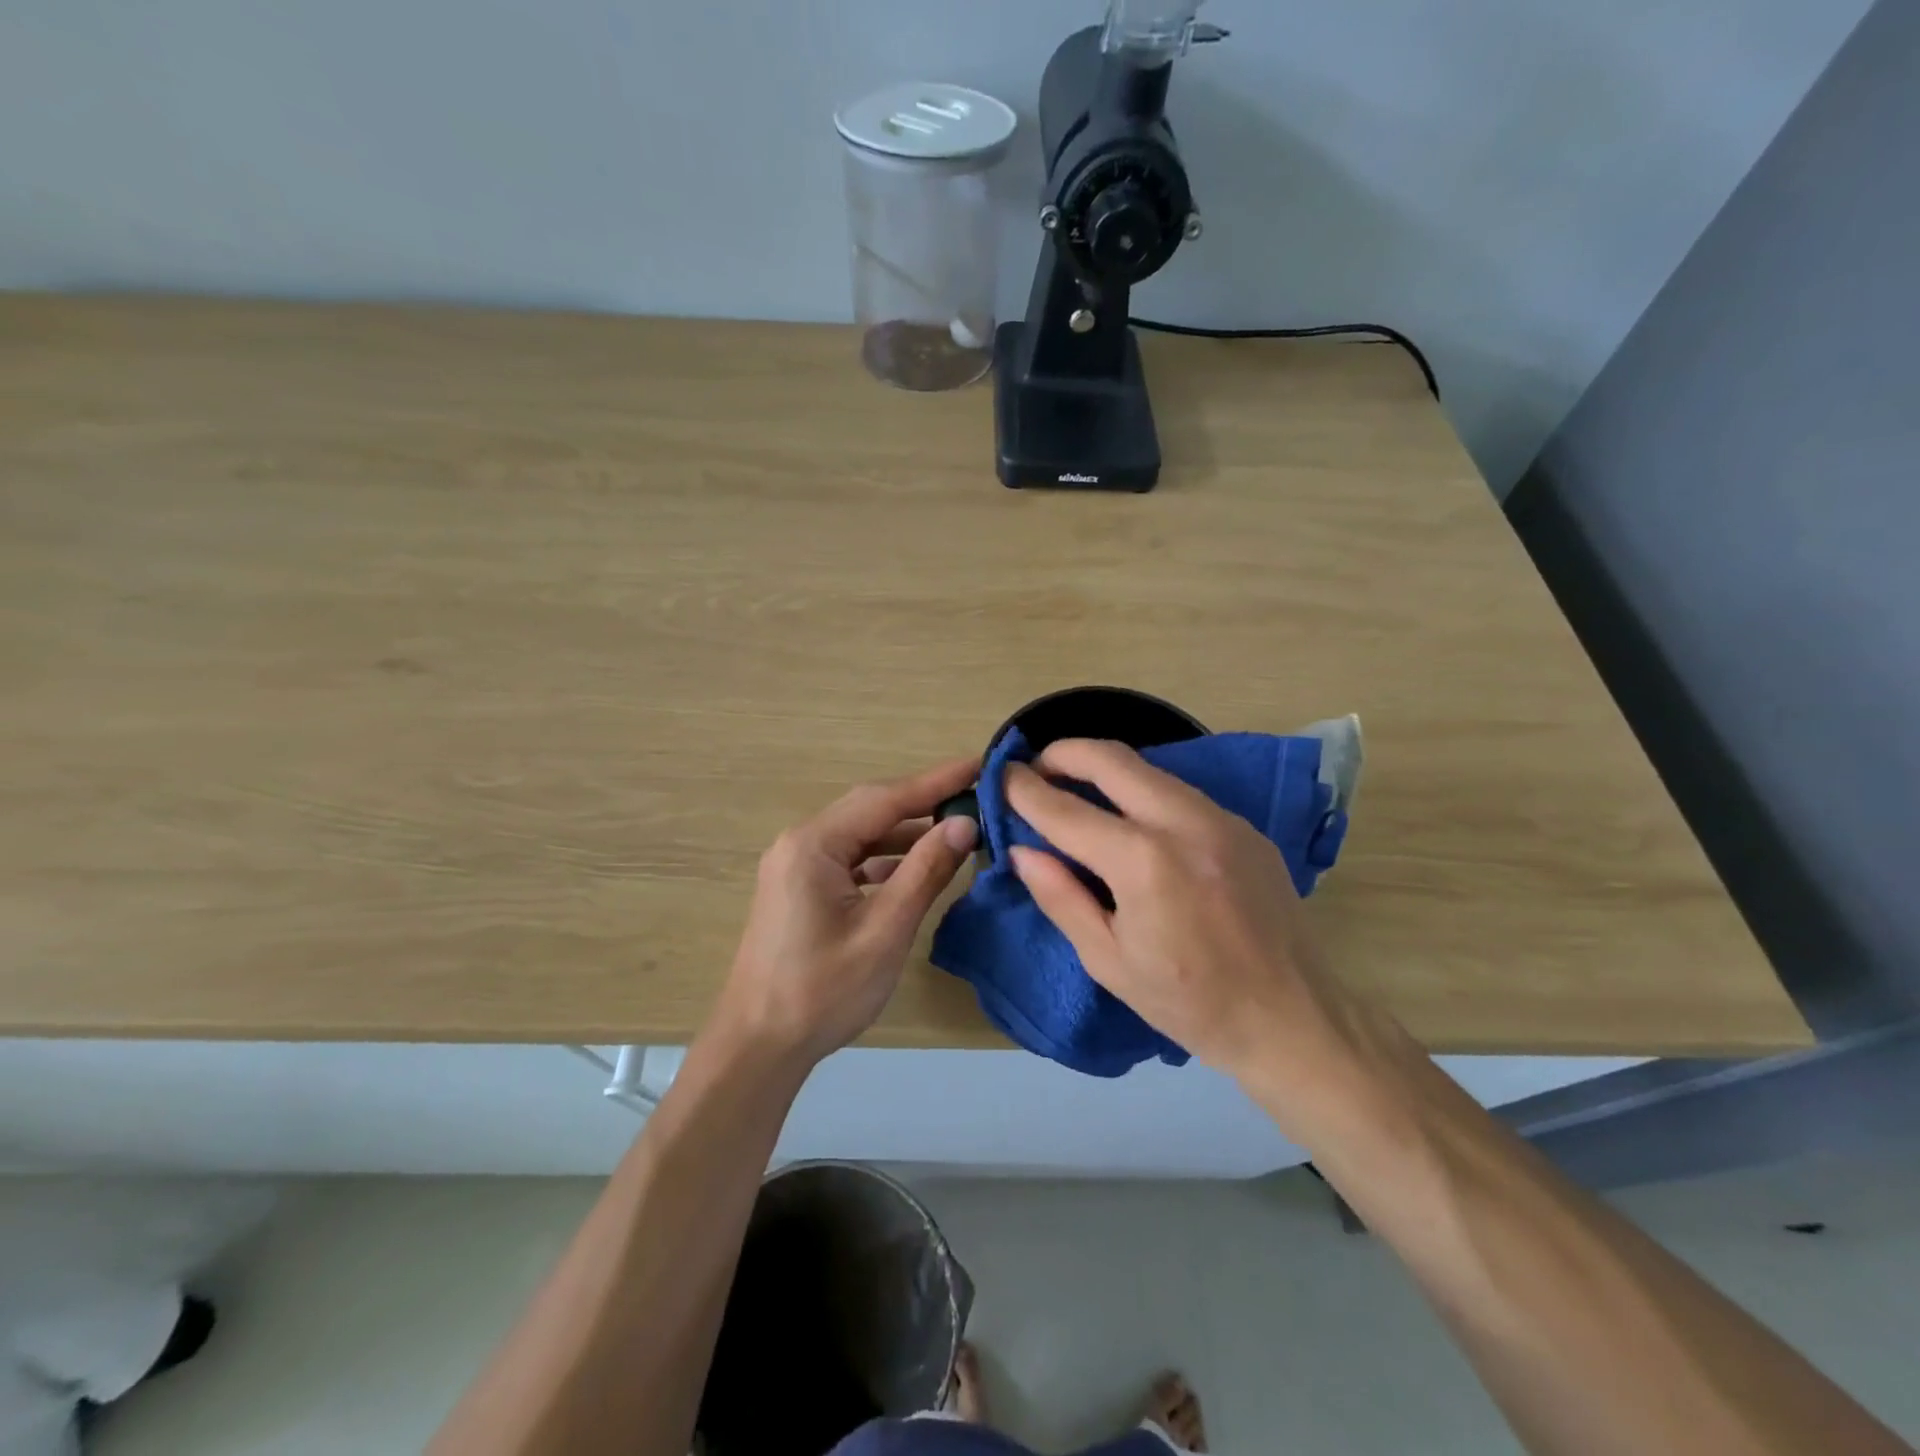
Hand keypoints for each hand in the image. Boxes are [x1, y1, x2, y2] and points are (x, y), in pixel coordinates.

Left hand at [714, 757, 980, 1065]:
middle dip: (924, 802)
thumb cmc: (822, 991)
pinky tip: (912, 871)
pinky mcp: (799, 888)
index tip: (980, 764)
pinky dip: (884, 859)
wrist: (758, 1047)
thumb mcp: (885, 930)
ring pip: (861, 834)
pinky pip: (849, 858)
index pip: (886, 798)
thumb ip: (925, 871)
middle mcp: (800, 843)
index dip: (937, 781)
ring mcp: (795, 866)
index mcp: (814, 844)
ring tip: (955, 832)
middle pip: (871, 809)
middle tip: (975, 796)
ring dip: (905, 833)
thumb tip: (965, 824)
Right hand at [1004, 739, 1353, 1084]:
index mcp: (1143, 862)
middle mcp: (1184, 822)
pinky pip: (1179, 792)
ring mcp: (1221, 819)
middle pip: (1111, 759)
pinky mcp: (1244, 826)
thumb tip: (1022, 850)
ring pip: (1149, 769)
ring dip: (1104, 769)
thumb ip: (1059, 896)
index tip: (1001, 777)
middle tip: (1036, 768)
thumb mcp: (1108, 961)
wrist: (1292, 1019)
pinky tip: (1131, 820)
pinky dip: (1142, 792)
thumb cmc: (1189, 1003)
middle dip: (1063, 753)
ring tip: (1075, 789)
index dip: (1025, 790)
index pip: (1066, 810)